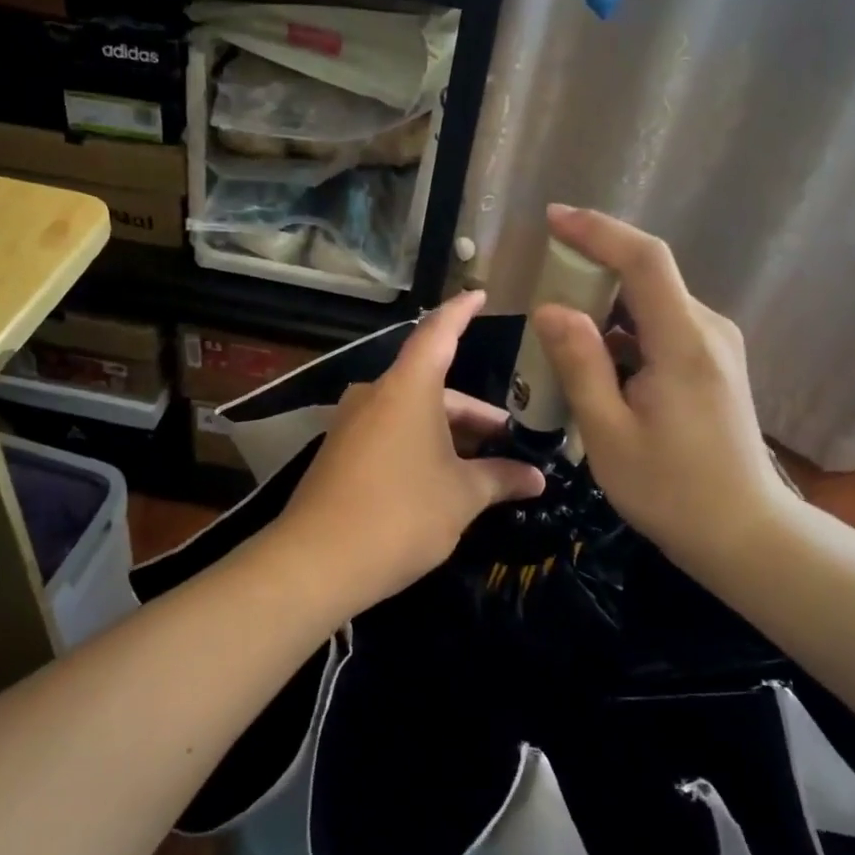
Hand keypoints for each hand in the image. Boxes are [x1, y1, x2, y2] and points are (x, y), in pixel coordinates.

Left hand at [270, 290, 545, 618]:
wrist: (316, 561)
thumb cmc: (402, 514)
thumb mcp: (462, 497)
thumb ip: (501, 479)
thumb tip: (537, 478)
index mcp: (407, 388)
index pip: (438, 332)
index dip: (461, 312)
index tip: (479, 293)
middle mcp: (375, 394)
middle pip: (431, 385)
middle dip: (472, 412)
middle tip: (508, 437)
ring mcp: (351, 423)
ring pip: (410, 413)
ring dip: (446, 433)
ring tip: (481, 465)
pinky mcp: (338, 452)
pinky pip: (388, 434)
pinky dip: (418, 445)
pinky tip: (440, 479)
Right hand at [532, 206, 798, 584]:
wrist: (744, 534)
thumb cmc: (671, 490)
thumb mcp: (609, 433)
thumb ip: (579, 364)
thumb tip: (550, 309)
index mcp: (683, 342)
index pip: (644, 260)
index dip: (598, 231)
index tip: (553, 219)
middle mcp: (707, 330)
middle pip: (647, 276)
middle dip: (591, 270)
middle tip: (541, 288)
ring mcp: (715, 347)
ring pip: (651, 304)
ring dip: (604, 306)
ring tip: (557, 330)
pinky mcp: (713, 365)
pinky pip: (660, 329)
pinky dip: (622, 333)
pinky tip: (593, 361)